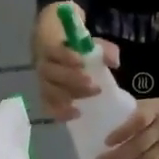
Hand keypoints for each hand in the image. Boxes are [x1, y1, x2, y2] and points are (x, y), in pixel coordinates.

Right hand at [35, 4, 119, 120]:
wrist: (55, 54)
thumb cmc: (73, 49)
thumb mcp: (89, 44)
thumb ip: (104, 49)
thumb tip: (114, 62)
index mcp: (51, 48)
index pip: (54, 51)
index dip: (66, 57)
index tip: (82, 62)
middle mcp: (43, 66)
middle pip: (51, 73)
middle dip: (72, 80)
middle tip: (93, 86)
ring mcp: (43, 83)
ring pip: (48, 92)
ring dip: (66, 99)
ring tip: (84, 105)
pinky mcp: (46, 97)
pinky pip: (48, 107)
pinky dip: (61, 113)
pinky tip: (76, 115)